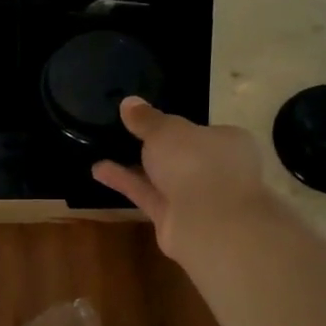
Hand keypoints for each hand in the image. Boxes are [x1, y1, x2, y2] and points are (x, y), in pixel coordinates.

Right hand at [92, 97, 278, 261]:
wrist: (208, 222)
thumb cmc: (197, 163)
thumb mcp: (166, 130)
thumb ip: (146, 119)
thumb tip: (129, 102)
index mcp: (227, 141)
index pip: (200, 130)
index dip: (175, 126)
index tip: (147, 120)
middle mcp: (215, 169)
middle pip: (180, 156)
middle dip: (154, 148)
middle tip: (122, 133)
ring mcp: (195, 198)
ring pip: (161, 177)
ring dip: (133, 165)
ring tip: (102, 149)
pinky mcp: (174, 219)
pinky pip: (147, 195)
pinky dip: (125, 182)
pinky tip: (98, 170)